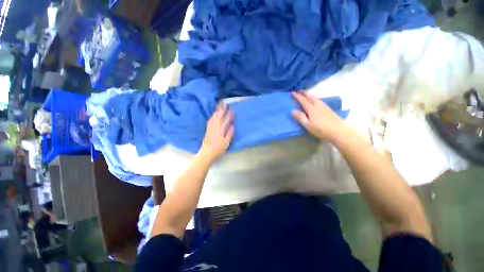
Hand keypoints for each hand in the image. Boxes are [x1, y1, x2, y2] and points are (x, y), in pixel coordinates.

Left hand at [200, 104, 233, 161]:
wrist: (207, 152)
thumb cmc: (218, 148)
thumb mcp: (226, 142)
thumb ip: (229, 133)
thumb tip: (232, 125)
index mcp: (220, 130)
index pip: (225, 120)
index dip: (228, 115)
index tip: (231, 110)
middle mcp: (215, 127)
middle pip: (218, 116)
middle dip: (222, 109)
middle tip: (225, 103)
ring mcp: (210, 127)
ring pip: (214, 117)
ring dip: (217, 111)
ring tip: (220, 106)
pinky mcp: (208, 129)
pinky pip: (210, 120)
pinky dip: (213, 115)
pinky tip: (214, 114)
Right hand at [291, 91, 347, 142]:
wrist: (339, 131)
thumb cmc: (321, 129)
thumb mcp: (308, 125)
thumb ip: (300, 117)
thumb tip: (292, 110)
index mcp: (311, 109)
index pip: (303, 100)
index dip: (297, 96)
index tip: (292, 92)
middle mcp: (318, 106)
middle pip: (310, 97)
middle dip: (304, 93)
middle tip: (299, 90)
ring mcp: (324, 107)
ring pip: (316, 98)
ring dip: (310, 94)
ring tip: (306, 94)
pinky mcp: (328, 109)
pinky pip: (319, 100)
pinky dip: (315, 98)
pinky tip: (316, 100)